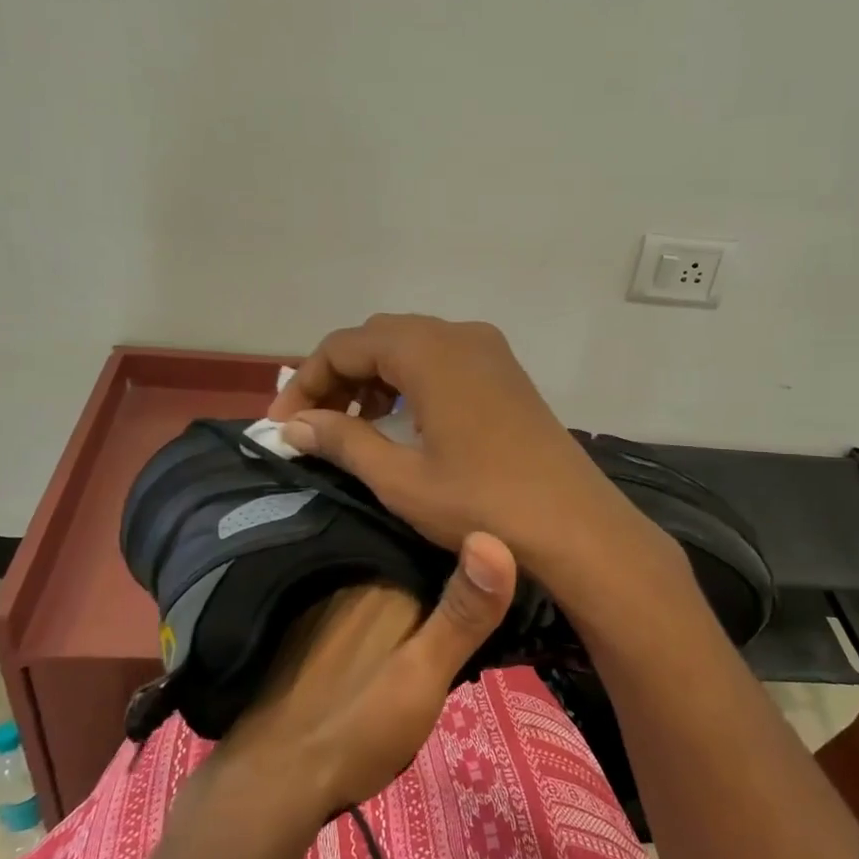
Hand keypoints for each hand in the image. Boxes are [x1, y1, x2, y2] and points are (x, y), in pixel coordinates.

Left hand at [214, 532, 516, 814]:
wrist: (275, 778)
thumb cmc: (359, 724)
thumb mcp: (425, 672)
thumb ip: (463, 613)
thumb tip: (494, 538)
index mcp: (385, 579)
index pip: (439, 551)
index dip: (468, 565)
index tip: (496, 579)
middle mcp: (352, 576)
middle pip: (412, 567)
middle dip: (439, 580)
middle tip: (475, 608)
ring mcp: (325, 600)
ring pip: (384, 586)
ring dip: (409, 597)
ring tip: (440, 618)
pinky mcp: (306, 625)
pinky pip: (357, 603)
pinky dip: (377, 615)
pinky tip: (384, 638)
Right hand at [269, 315, 671, 590]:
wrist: (575, 524)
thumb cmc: (482, 503)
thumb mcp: (400, 478)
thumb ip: (342, 441)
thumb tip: (293, 425)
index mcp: (428, 350)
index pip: (345, 345)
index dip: (306, 381)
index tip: (283, 425)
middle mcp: (459, 334)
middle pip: (377, 338)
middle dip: (338, 376)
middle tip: (314, 425)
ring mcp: (488, 350)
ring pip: (411, 345)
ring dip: (374, 377)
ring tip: (353, 425)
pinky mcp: (506, 371)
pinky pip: (442, 359)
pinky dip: (410, 380)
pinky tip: (402, 420)